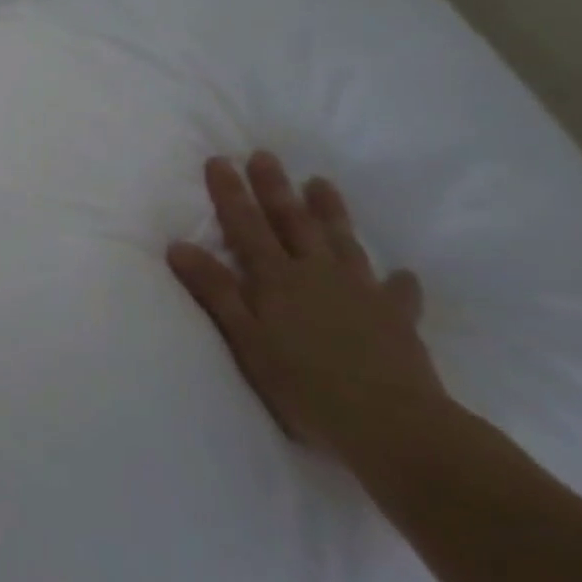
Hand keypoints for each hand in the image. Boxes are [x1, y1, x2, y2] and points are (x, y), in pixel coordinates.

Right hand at [166, 152, 449, 461]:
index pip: (246, 225)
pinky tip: (402, 275)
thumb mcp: (246, 339)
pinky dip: (398, 283)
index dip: (230, 193)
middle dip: (275, 188)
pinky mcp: (397, 320)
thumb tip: (178, 245)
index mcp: (277, 278)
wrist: (393, 426)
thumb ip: (215, 290)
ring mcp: (361, 293)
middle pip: (292, 222)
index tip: (219, 160)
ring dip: (330, 212)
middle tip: (265, 155)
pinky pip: (398, 294)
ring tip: (321, 183)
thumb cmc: (304, 385)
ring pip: (342, 242)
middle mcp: (317, 274)